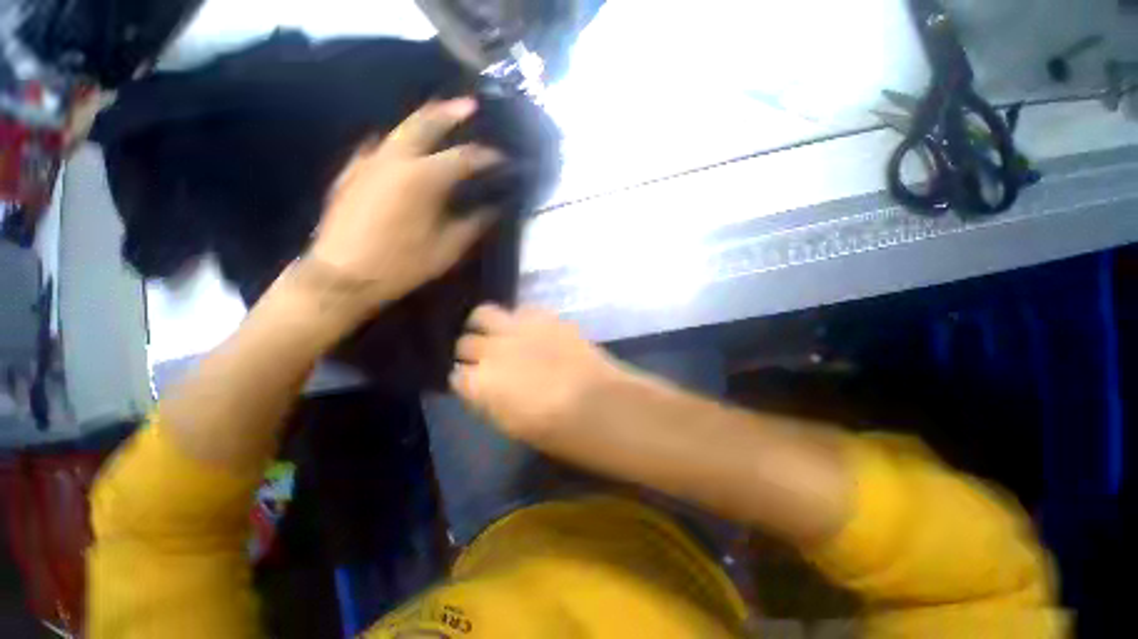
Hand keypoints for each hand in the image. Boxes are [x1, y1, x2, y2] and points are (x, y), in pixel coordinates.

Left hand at [305, 97, 503, 322]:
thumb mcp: (447, 249)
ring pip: (399, 129)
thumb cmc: (401, 265)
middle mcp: (394, 158)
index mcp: (423, 179)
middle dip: (450, 112)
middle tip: (470, 105)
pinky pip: (378, 146)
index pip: (463, 158)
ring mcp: (368, 160)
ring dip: (424, 121)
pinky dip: (398, 141)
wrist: (341, 275)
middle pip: (424, 122)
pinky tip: (405, 149)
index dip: (486, 156)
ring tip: (442, 120)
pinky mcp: (352, 170)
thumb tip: (493, 209)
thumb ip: (473, 224)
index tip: (502, 158)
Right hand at [451, 304, 623, 444]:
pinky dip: (519, 319)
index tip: (474, 384)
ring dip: (486, 325)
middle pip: (465, 342)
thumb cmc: (556, 431)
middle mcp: (492, 350)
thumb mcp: (511, 426)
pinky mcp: (544, 317)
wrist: (601, 404)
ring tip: (499, 335)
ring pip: (484, 313)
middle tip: (487, 359)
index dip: (466, 381)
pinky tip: (531, 331)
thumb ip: (488, 400)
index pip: (456, 376)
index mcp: (479, 385)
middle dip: (471, 352)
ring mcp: (518, 329)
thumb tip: (480, 386)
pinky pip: (521, 310)